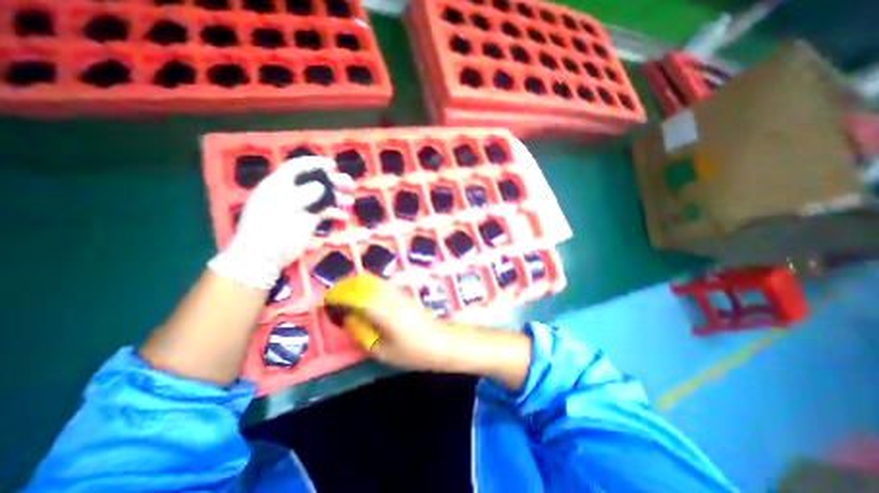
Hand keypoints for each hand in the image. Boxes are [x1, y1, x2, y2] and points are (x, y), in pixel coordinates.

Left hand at [209, 156, 351, 290]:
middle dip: (332, 181)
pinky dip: (334, 213)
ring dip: (337, 198)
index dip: (314, 163)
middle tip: (349, 183)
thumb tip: (322, 187)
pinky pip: (324, 213)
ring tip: (350, 200)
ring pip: (322, 198)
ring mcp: (301, 208)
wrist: (264, 257)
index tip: (332, 165)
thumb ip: (302, 195)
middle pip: (314, 182)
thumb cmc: (268, 230)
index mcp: (278, 186)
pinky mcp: (308, 221)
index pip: (297, 168)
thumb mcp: (282, 209)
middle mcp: (291, 194)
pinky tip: (344, 216)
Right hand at [353, 277, 535, 389]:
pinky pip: (383, 285)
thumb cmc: (414, 352)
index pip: (357, 297)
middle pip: (365, 283)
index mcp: (384, 312)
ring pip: (375, 281)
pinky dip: (370, 286)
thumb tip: (351, 321)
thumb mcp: (383, 353)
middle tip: (335, 297)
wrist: (442, 342)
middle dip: (347, 286)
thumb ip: (364, 336)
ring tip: (347, 296)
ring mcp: (400, 294)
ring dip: (358, 284)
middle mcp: (392, 297)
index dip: (340, 296)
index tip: (328, 301)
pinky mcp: (405, 294)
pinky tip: (366, 297)